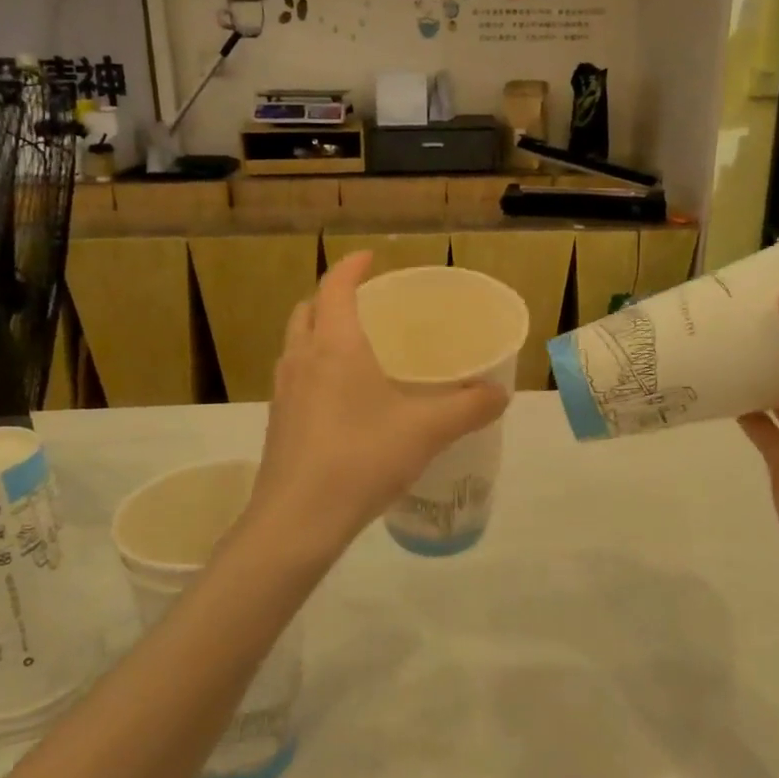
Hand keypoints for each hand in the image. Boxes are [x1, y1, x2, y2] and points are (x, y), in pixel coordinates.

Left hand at [244, 252, 509, 564]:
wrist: (298, 519)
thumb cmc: (362, 458)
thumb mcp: (427, 431)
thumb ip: (469, 407)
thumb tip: (501, 393)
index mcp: (335, 345)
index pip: (336, 286)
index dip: (352, 267)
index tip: (370, 258)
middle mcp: (302, 358)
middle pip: (308, 309)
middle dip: (332, 297)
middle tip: (365, 303)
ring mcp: (283, 391)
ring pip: (296, 343)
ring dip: (318, 332)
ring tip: (353, 347)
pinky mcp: (278, 421)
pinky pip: (294, 376)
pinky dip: (313, 367)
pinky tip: (341, 398)